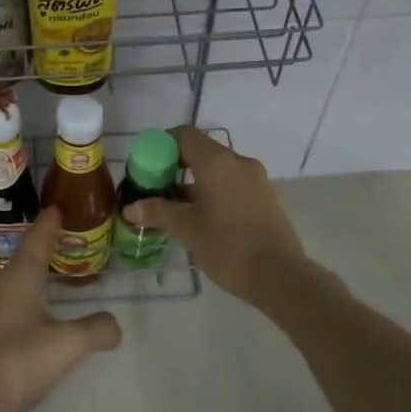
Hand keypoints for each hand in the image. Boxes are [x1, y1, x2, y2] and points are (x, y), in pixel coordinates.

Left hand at [0, 208, 121, 411]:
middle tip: (67, 240)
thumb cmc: (17, 361)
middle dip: (45, 249)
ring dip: (38, 279)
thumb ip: (96, 329)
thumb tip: (114, 324)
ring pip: (18, 287)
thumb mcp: (67, 343)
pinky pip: (15, 311)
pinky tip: (43, 321)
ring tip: (59, 278)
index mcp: (18, 280)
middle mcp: (1, 291)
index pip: (36, 241)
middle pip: (25, 261)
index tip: (58, 208)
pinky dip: (33, 306)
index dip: (49, 225)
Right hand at [120, 125, 310, 308]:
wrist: (280, 276)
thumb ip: (157, 212)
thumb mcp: (187, 229)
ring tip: (172, 209)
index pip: (184, 135)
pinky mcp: (264, 197)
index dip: (160, 146)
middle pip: (200, 151)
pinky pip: (231, 184)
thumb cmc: (228, 246)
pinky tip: (199, 218)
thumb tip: (130, 207)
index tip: (145, 168)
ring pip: (216, 170)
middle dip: (174, 167)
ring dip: (192, 182)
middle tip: (154, 190)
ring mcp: (255, 179)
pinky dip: (211, 192)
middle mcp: (238, 162)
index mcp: (217, 162)